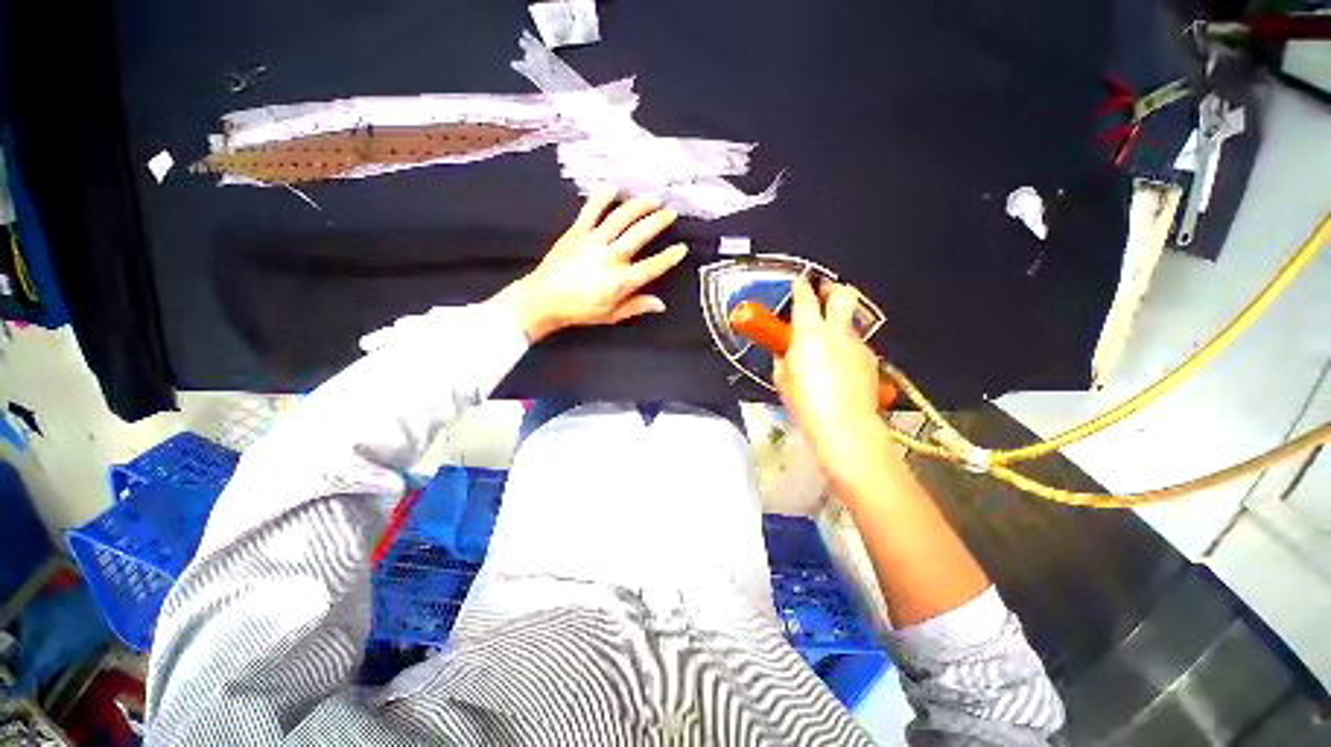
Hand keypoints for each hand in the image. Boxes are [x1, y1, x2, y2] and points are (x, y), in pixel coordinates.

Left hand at [493, 187, 688, 341]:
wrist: (543, 299)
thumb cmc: (580, 310)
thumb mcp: (611, 315)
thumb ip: (636, 307)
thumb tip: (661, 305)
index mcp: (621, 281)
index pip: (652, 266)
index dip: (669, 257)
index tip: (682, 248)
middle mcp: (611, 257)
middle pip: (640, 234)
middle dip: (659, 222)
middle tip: (671, 213)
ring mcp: (593, 241)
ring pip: (621, 218)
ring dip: (639, 206)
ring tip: (653, 199)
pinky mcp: (576, 232)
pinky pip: (591, 210)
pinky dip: (602, 197)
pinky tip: (614, 187)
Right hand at [773, 279, 885, 476]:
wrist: (845, 425)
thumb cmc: (805, 402)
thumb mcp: (782, 379)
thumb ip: (783, 358)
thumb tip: (785, 351)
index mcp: (809, 332)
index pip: (806, 298)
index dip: (802, 286)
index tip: (799, 282)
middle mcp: (836, 331)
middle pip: (843, 295)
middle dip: (833, 289)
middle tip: (824, 295)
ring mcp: (858, 344)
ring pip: (850, 323)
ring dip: (838, 326)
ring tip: (828, 346)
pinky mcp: (870, 360)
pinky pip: (857, 345)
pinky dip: (847, 349)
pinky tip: (841, 369)